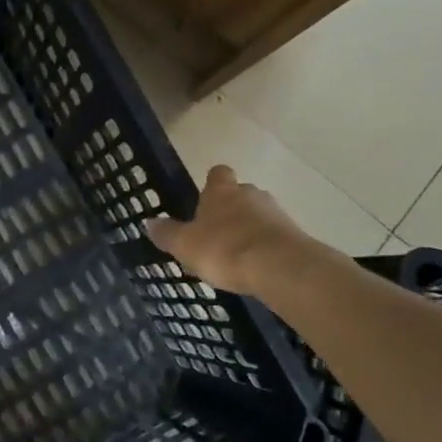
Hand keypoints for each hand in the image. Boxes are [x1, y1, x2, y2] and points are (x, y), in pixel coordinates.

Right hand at [145, 164, 313, 295]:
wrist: (279, 267)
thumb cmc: (224, 249)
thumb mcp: (185, 245)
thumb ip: (167, 233)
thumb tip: (149, 222)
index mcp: (222, 191)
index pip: (217, 174)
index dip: (211, 184)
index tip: (204, 199)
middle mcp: (250, 193)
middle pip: (239, 194)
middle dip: (229, 210)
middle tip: (214, 233)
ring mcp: (275, 213)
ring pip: (257, 215)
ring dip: (247, 229)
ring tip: (233, 255)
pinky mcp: (292, 234)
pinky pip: (272, 236)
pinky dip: (262, 246)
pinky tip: (253, 266)